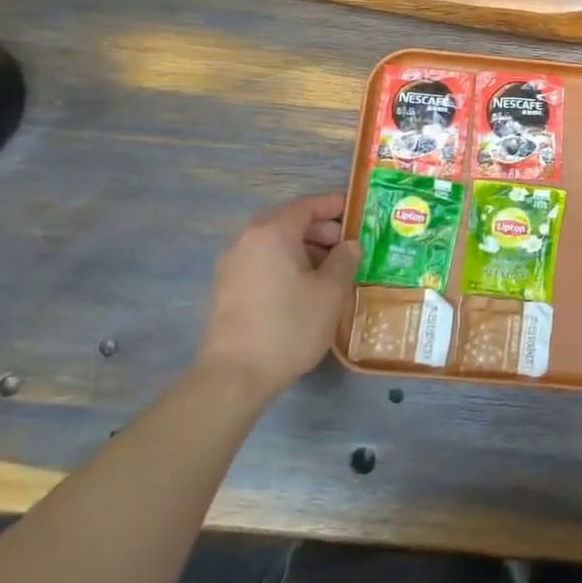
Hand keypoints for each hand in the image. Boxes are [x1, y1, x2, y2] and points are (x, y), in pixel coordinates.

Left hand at [196, 193, 359, 399]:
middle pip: (287, 222)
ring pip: (273, 244)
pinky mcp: (226, 289)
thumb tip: (349, 245)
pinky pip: (261, 262)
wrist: (234, 376)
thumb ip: (344, 260)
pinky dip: (284, 263)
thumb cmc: (289, 325)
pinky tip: (303, 287)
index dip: (333, 206)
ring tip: (329, 268)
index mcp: (272, 232)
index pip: (306, 206)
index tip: (355, 212)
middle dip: (319, 229)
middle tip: (346, 244)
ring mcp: (232, 265)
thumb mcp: (330, 291)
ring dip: (302, 248)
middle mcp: (247, 241)